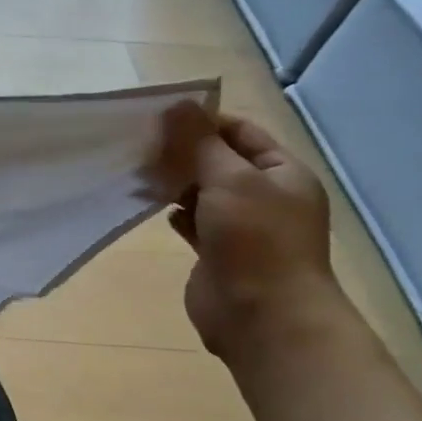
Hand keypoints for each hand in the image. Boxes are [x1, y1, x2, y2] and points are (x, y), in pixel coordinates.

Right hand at [157, 104, 343, 358]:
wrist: (262, 315)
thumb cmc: (255, 239)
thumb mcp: (230, 180)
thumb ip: (200, 143)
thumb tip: (177, 105)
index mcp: (283, 173)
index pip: (241, 132)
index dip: (203, 122)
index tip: (158, 118)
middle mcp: (265, 195)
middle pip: (218, 161)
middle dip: (182, 152)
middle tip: (140, 145)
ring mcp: (241, 225)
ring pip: (202, 191)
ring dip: (174, 182)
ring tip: (138, 174)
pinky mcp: (218, 251)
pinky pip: (192, 220)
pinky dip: (173, 211)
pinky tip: (151, 206)